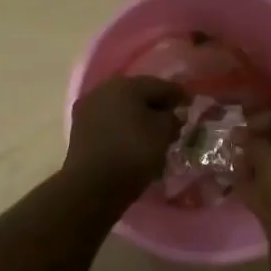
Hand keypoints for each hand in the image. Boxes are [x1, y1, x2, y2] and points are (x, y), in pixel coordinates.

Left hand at [64, 75, 185, 202]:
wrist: (91, 185)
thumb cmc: (133, 153)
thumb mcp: (163, 133)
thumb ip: (172, 118)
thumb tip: (172, 115)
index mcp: (126, 84)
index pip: (159, 85)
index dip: (178, 95)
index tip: (191, 103)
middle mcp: (104, 89)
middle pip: (137, 93)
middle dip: (156, 104)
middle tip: (172, 117)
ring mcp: (88, 108)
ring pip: (121, 107)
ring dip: (137, 115)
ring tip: (153, 131)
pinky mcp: (79, 128)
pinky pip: (109, 121)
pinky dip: (122, 127)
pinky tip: (133, 139)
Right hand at [232, 109, 270, 252]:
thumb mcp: (268, 156)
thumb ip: (253, 141)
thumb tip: (240, 135)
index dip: (268, 118)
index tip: (244, 125)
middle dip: (259, 144)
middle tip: (236, 145)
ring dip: (256, 166)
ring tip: (234, 164)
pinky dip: (258, 188)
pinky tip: (239, 186)